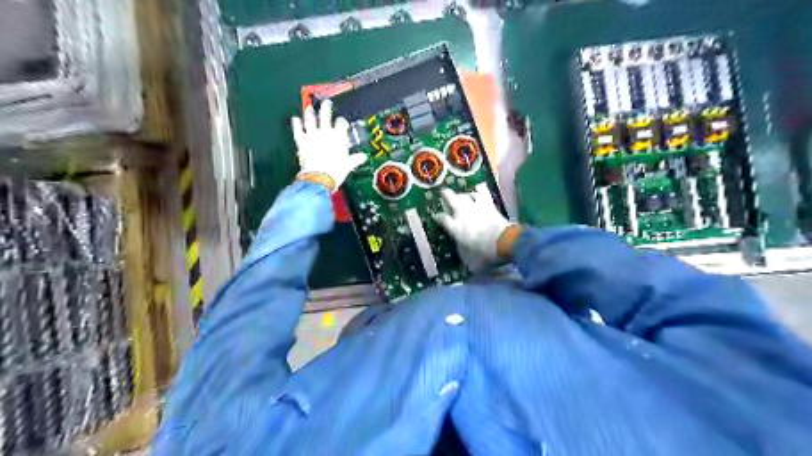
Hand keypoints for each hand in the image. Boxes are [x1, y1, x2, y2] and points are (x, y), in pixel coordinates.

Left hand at [292, 100, 368, 191]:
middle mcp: (325, 132)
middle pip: (325, 115)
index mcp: (338, 137)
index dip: (342, 122)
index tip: (342, 122)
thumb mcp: (349, 165)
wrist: (319, 177)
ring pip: (310, 120)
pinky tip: (295, 119)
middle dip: (326, 108)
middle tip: (326, 103)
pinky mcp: (302, 141)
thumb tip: (363, 157)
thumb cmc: (336, 171)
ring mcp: (312, 135)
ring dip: (310, 113)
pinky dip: (296, 124)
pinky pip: (298, 130)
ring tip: (309, 108)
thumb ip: (355, 159)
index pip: (341, 124)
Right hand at [435, 187, 515, 268]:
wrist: (505, 241)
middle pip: (450, 198)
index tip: (435, 215)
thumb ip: (467, 259)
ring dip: (463, 194)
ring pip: (465, 194)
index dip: (437, 216)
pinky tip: (479, 190)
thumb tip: (467, 267)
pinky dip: (480, 190)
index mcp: (456, 228)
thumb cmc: (486, 253)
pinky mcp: (488, 205)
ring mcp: (475, 207)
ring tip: (462, 194)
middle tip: (442, 192)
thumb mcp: (473, 261)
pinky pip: (482, 192)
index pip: (442, 219)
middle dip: (445, 194)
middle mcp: (463, 214)